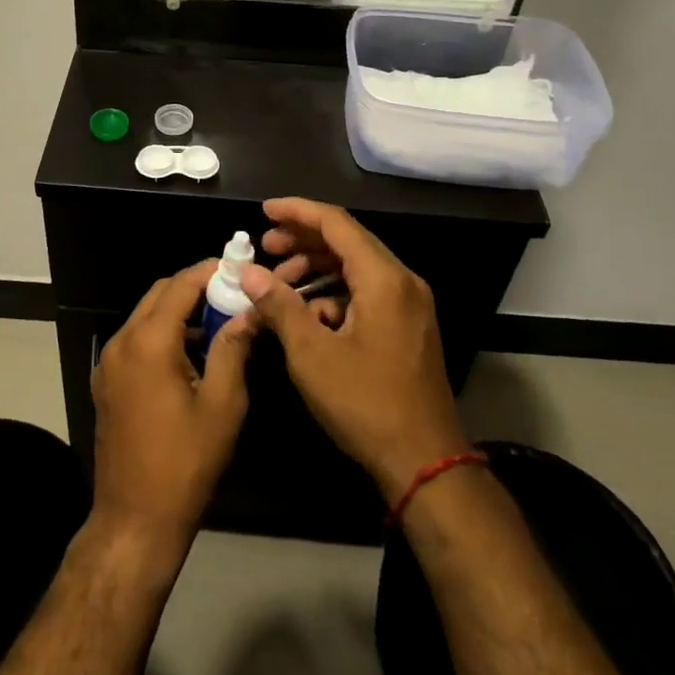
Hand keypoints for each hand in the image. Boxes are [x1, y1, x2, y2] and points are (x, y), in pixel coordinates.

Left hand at [92, 262, 256, 557]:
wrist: (135, 519)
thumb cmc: (186, 463)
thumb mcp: (222, 404)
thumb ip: (233, 349)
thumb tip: (248, 311)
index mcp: (148, 342)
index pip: (179, 286)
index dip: (208, 271)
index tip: (236, 266)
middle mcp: (121, 342)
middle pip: (158, 295)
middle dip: (193, 287)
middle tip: (231, 292)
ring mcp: (108, 363)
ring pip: (144, 316)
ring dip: (178, 310)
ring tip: (218, 320)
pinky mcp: (106, 382)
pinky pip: (135, 340)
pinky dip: (161, 333)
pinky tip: (190, 352)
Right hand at [240, 198, 470, 501]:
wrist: (426, 463)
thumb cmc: (366, 404)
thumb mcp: (312, 354)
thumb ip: (279, 305)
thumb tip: (249, 273)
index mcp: (384, 279)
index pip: (337, 224)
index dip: (297, 212)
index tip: (264, 211)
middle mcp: (402, 282)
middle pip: (348, 242)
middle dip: (303, 240)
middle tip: (265, 248)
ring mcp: (409, 305)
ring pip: (356, 268)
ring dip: (316, 269)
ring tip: (279, 283)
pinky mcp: (408, 327)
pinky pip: (366, 293)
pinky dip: (334, 294)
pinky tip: (307, 315)